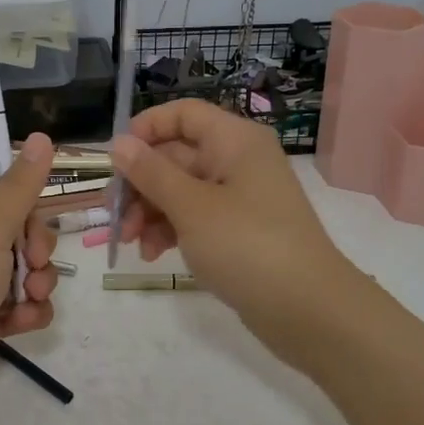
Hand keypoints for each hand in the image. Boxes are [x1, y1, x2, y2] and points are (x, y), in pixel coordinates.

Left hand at [0, 134, 59, 424]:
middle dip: (33, 244)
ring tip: (33, 297)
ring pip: (19, 266)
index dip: (12, 191)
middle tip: (36, 259)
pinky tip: (24, 324)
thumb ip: (19, 188)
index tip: (34, 202)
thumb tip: (43, 137)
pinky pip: (15, 303)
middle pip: (9, 225)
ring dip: (36, 280)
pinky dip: (26, 311)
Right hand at [112, 100, 351, 366]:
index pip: (183, 114)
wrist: (308, 310)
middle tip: (115, 216)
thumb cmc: (247, 245)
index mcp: (234, 140)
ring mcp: (239, 197)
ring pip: (180, 190)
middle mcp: (237, 160)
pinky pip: (195, 217)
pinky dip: (171, 230)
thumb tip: (119, 143)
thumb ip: (151, 173)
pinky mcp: (238, 230)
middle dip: (141, 184)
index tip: (117, 160)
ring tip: (132, 243)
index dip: (146, 129)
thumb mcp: (191, 207)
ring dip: (150, 212)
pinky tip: (153, 254)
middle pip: (176, 155)